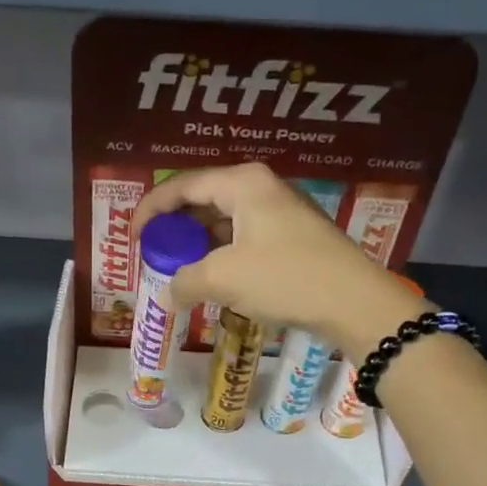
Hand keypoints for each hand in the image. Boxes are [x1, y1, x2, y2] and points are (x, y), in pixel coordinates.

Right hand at [131, 162, 429, 355]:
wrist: (355, 302)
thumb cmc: (285, 277)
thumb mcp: (223, 279)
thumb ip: (184, 282)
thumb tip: (165, 295)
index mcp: (242, 183)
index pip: (182, 185)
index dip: (150, 210)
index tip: (131, 238)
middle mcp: (261, 188)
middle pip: (203, 200)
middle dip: (174, 228)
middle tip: (153, 255)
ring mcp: (281, 212)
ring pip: (224, 222)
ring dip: (198, 246)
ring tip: (178, 271)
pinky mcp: (293, 238)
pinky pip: (244, 239)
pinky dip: (221, 256)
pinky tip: (213, 281)